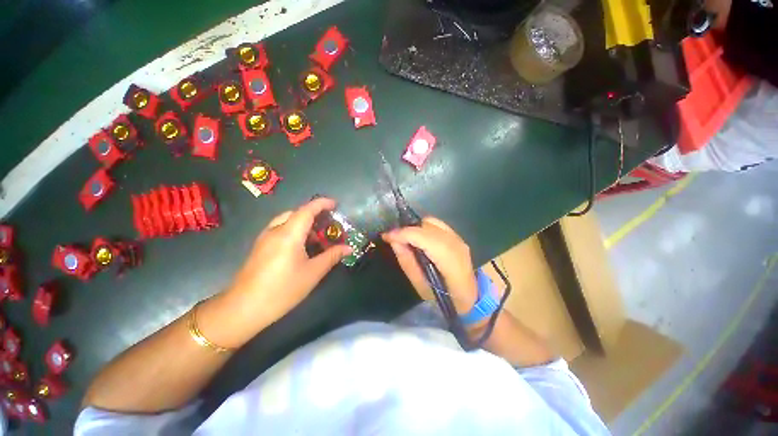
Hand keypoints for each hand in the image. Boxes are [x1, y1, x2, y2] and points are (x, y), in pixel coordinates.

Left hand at [204, 198, 350, 346]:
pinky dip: (294, 231)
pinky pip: (280, 230)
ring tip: (317, 236)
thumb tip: (349, 248)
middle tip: (328, 224)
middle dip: (314, 214)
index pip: (307, 210)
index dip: (322, 204)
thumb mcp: (313, 273)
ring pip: (286, 221)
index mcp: (289, 234)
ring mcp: (265, 239)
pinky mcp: (260, 247)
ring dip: (303, 223)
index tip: (335, 204)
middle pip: (296, 213)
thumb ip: (332, 256)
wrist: (243, 308)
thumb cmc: (282, 289)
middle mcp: (275, 231)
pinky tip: (302, 246)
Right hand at [382, 217, 476, 314]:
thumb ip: (407, 261)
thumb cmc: (443, 298)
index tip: (386, 236)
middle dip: (407, 229)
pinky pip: (437, 224)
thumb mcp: (420, 286)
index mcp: (449, 260)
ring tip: (404, 238)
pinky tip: (418, 238)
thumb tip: (394, 241)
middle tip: (393, 238)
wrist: (469, 298)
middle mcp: (455, 243)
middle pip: (427, 225)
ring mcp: (458, 238)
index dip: (403, 233)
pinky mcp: (457, 236)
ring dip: (415, 227)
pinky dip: (423, 227)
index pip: (423, 237)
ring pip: (432, 221)